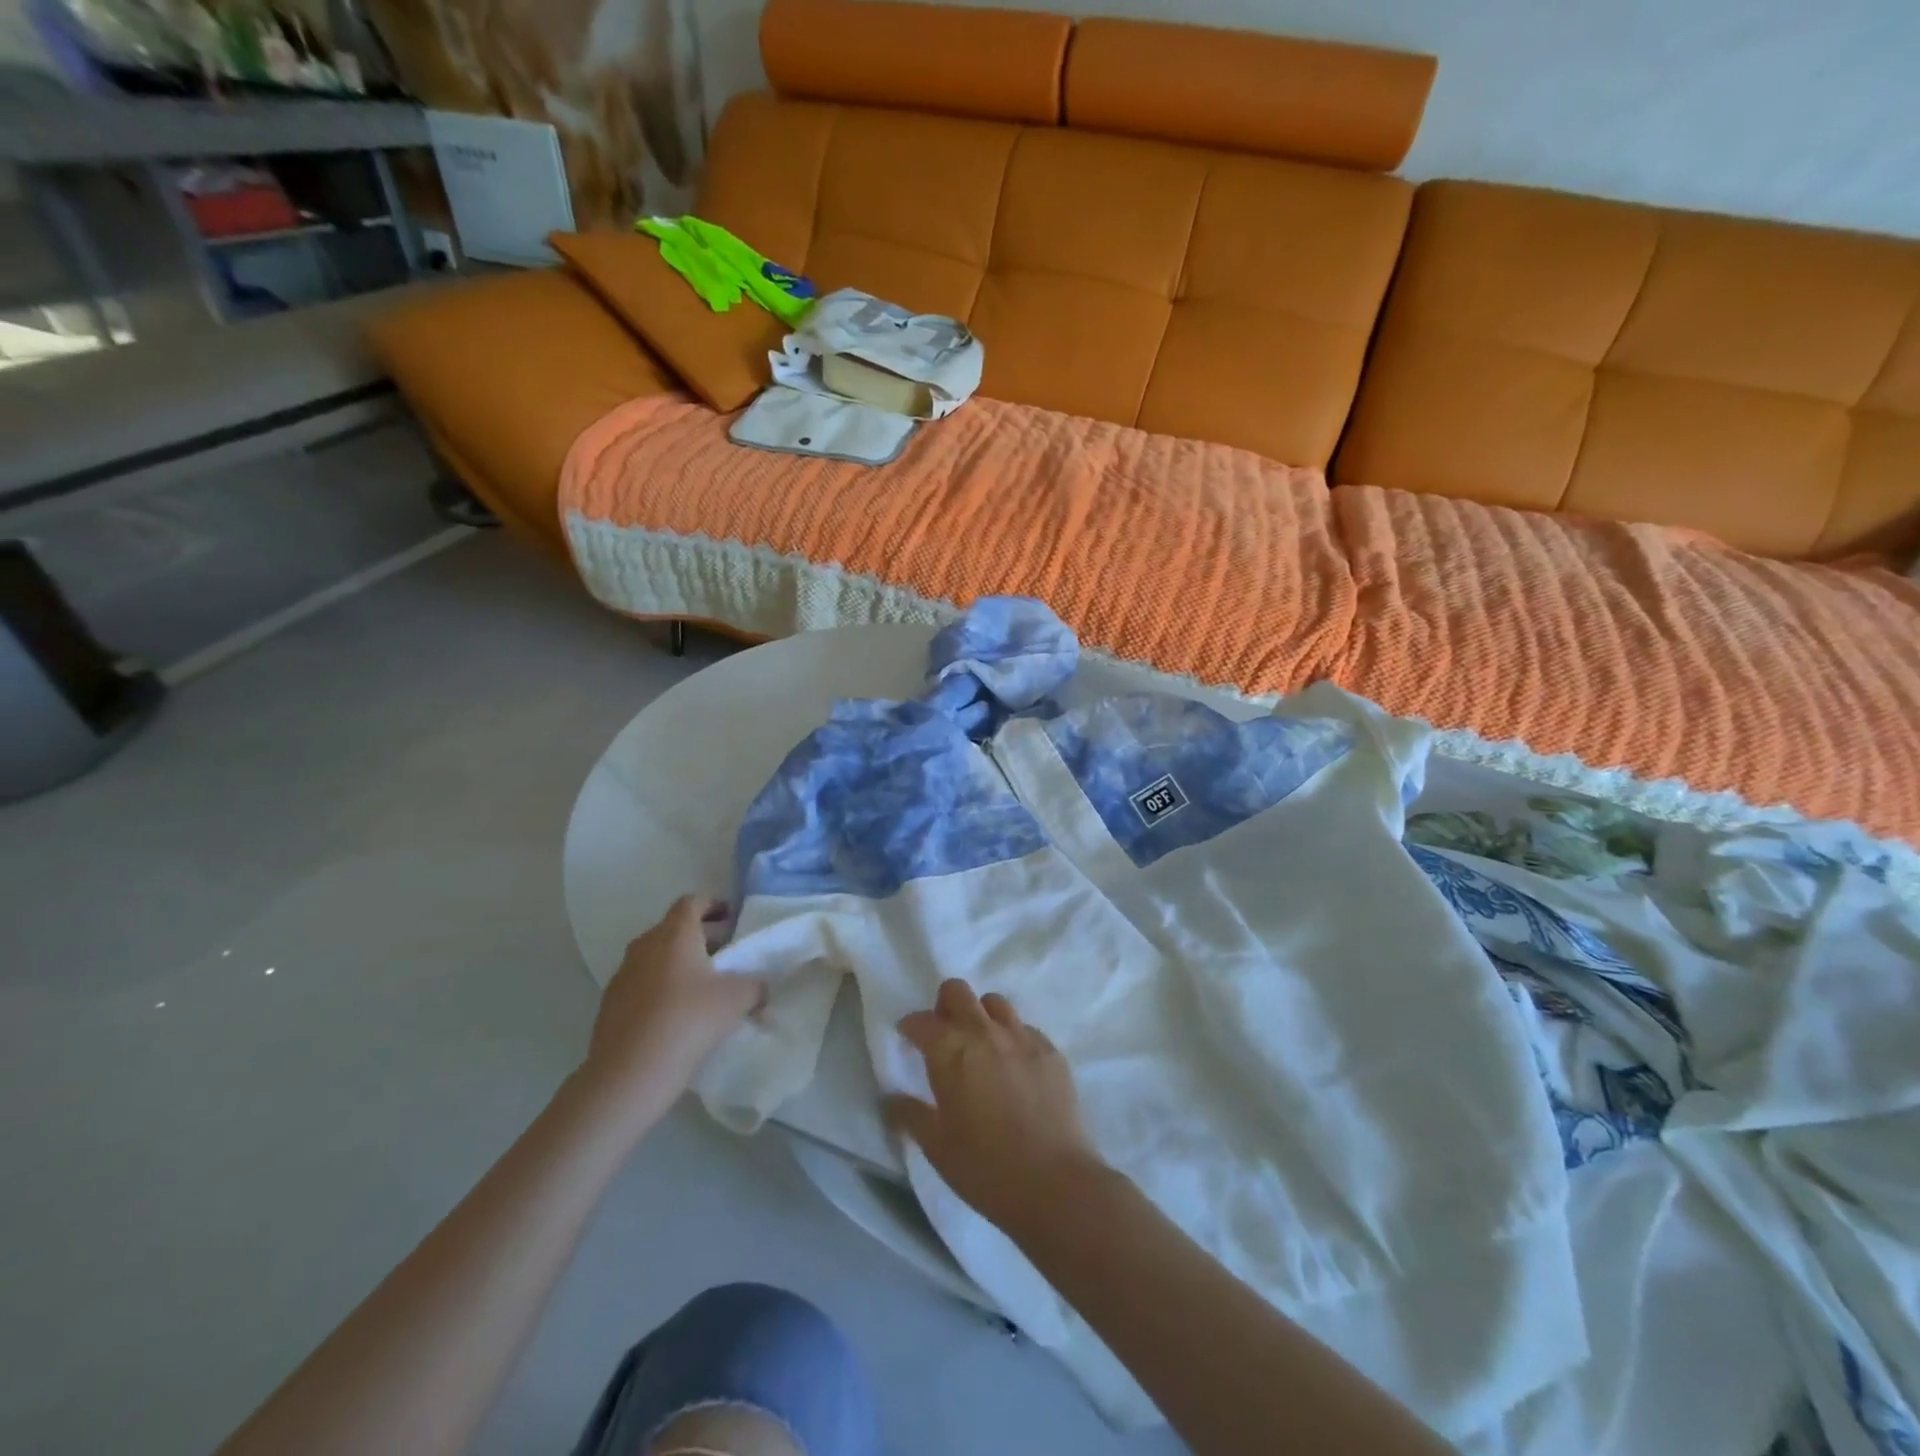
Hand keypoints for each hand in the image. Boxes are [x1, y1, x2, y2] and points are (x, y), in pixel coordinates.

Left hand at [581, 896, 764, 1112]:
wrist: (629, 1073)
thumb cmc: (689, 1020)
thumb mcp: (737, 999)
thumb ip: (755, 986)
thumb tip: (761, 989)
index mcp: (675, 934)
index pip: (691, 902)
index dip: (712, 905)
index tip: (730, 917)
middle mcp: (645, 946)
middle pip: (672, 929)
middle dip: (699, 937)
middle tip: (723, 954)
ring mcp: (623, 975)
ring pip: (655, 957)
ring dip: (677, 964)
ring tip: (701, 987)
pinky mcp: (610, 1005)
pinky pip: (641, 984)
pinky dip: (660, 988)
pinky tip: (676, 1014)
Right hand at [885, 979, 1106, 1234]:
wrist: (1055, 1183)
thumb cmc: (985, 1167)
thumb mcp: (936, 1146)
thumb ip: (909, 1115)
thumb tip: (889, 1099)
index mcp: (950, 1050)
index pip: (921, 1020)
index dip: (910, 1027)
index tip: (907, 1040)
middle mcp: (984, 1031)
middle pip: (957, 991)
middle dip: (944, 1005)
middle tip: (944, 1035)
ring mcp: (1022, 1037)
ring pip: (994, 1003)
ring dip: (981, 1016)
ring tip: (981, 1046)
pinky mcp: (1051, 1050)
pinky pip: (1025, 1028)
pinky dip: (1012, 1038)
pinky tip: (1014, 1067)